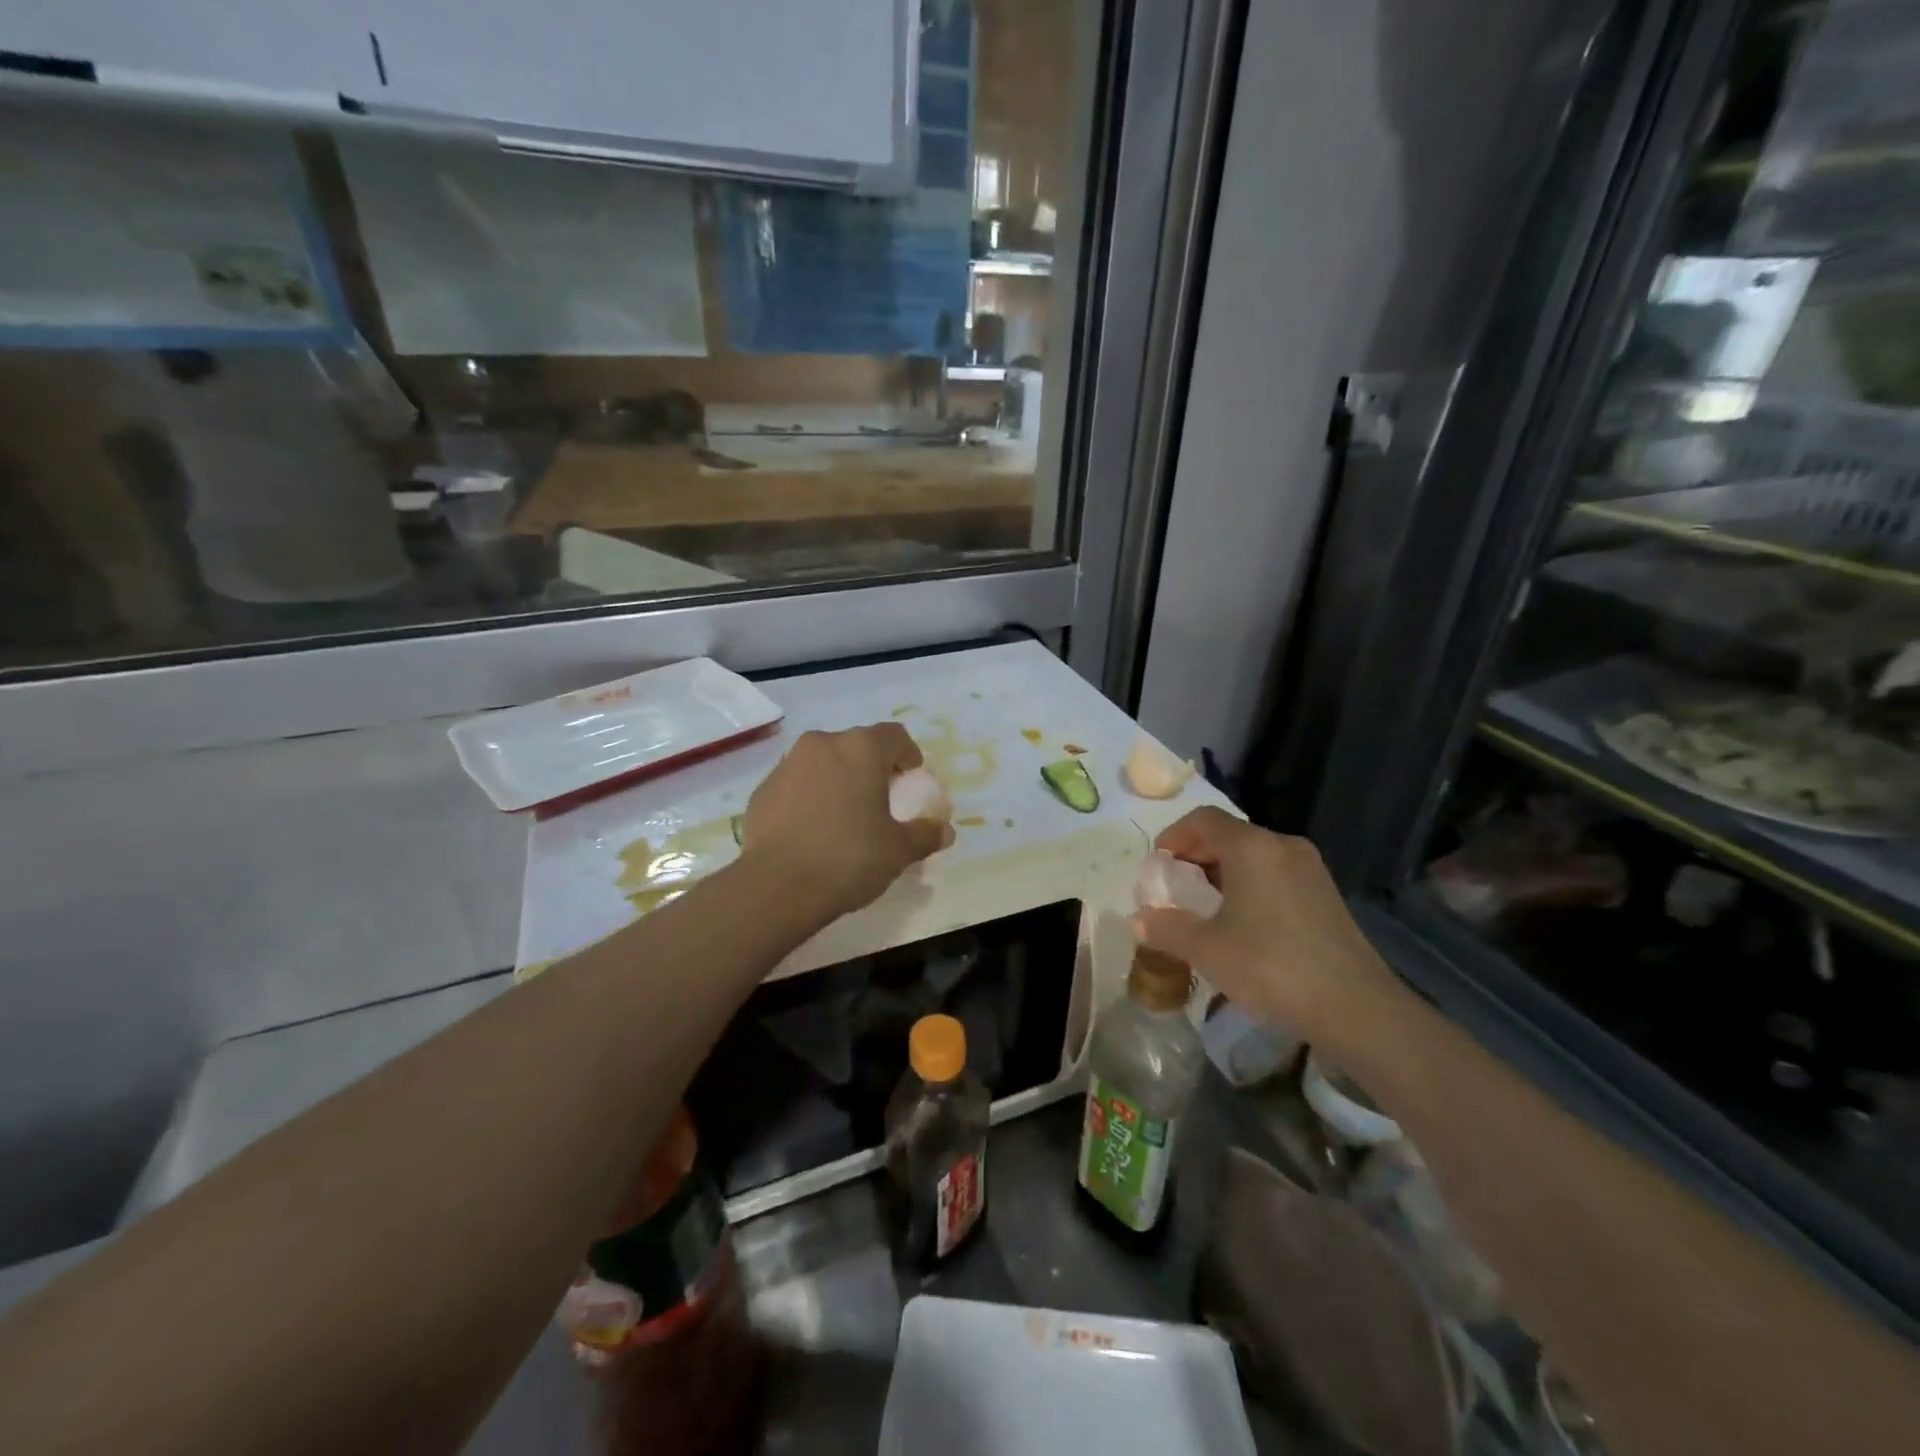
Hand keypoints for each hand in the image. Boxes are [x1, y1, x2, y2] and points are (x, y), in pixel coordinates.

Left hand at [738, 724, 951, 921]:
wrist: (776, 887)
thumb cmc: (849, 858)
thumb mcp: (899, 850)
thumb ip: (925, 834)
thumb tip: (945, 830)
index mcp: (860, 749)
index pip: (894, 735)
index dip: (908, 754)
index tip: (911, 779)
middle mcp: (822, 745)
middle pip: (856, 745)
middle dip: (871, 767)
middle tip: (880, 799)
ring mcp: (787, 765)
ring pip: (822, 763)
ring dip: (837, 780)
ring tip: (845, 816)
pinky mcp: (762, 790)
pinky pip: (796, 785)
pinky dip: (809, 797)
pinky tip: (813, 831)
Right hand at [1131, 807, 1399, 1038]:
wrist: (1355, 1007)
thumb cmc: (1271, 966)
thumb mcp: (1207, 949)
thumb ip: (1167, 928)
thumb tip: (1138, 920)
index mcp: (1252, 847)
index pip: (1202, 819)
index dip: (1173, 836)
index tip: (1157, 865)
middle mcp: (1282, 846)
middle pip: (1228, 834)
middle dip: (1195, 856)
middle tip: (1175, 888)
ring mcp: (1309, 869)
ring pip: (1253, 855)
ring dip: (1222, 872)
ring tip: (1204, 908)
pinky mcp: (1325, 894)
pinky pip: (1274, 873)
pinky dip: (1248, 885)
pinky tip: (1242, 923)